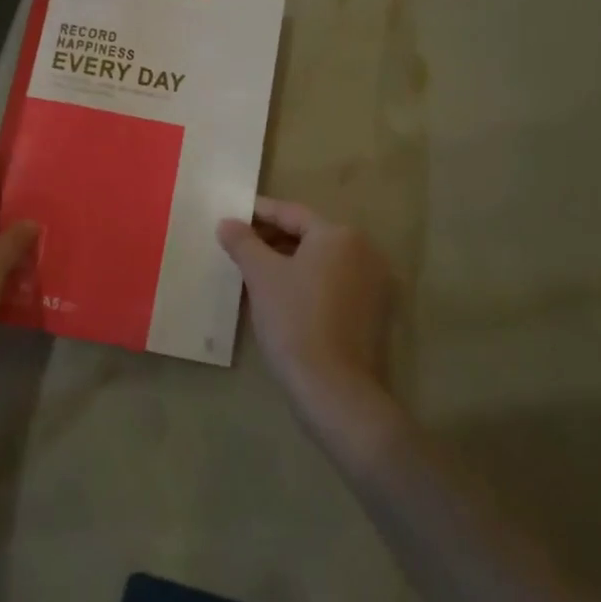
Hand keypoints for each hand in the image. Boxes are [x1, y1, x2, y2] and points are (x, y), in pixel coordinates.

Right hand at [217, 198, 394, 414]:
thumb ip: (243, 243)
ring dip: (288, 262)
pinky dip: (307, 282)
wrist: (333, 388)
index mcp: (339, 235)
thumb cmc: (294, 320)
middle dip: (272, 239)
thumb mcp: (261, 276)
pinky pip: (333, 284)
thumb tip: (227, 222)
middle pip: (309, 235)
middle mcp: (363, 251)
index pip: (291, 213)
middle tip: (238, 247)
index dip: (259, 213)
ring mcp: (373, 283)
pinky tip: (280, 297)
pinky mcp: (373, 312)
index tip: (232, 216)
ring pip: (321, 261)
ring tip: (254, 273)